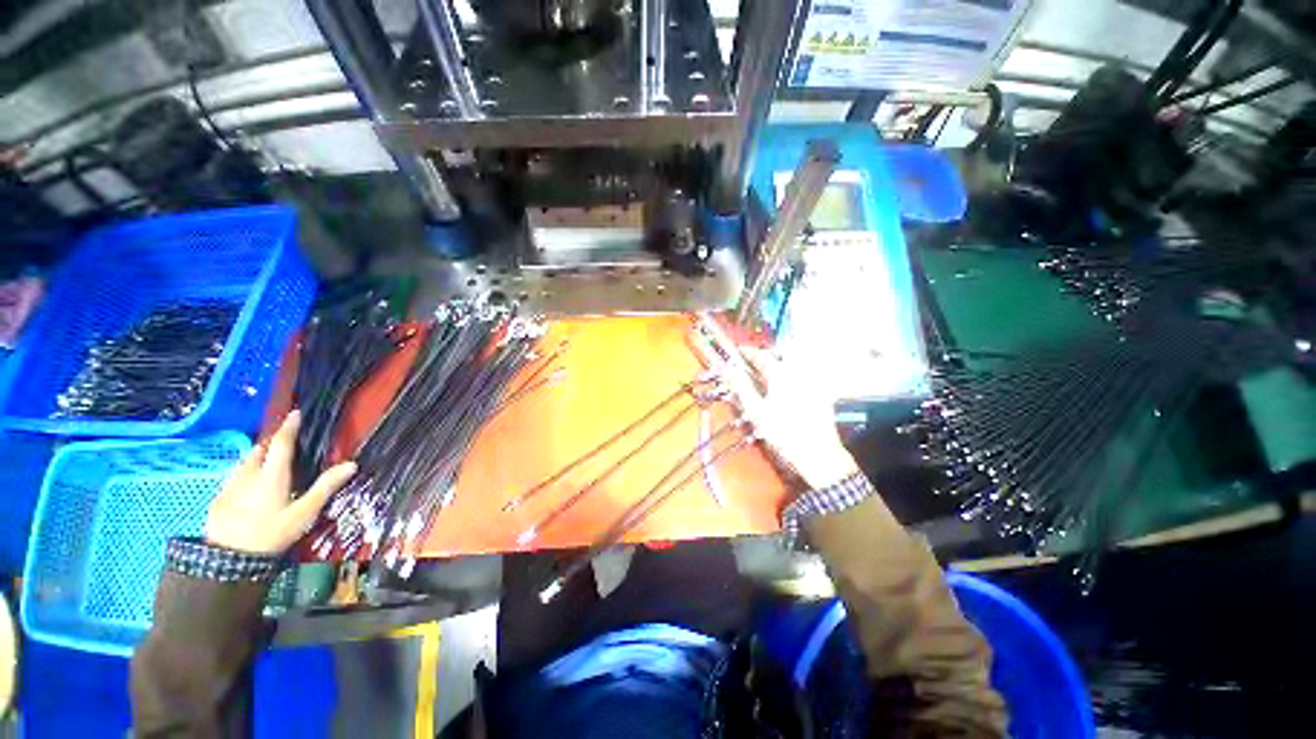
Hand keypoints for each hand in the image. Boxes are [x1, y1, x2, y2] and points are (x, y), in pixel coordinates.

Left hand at [206, 410, 357, 554]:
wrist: (228, 559)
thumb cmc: (271, 533)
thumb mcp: (304, 513)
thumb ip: (325, 487)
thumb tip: (351, 464)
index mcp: (272, 474)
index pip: (281, 442)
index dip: (289, 426)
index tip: (295, 413)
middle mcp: (249, 474)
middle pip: (259, 449)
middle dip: (272, 443)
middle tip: (285, 444)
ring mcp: (230, 486)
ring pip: (244, 462)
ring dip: (257, 457)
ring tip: (268, 462)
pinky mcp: (219, 498)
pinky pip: (234, 477)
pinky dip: (245, 473)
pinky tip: (249, 487)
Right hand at [722, 349, 859, 489]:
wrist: (817, 453)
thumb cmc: (783, 433)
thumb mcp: (756, 411)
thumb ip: (742, 387)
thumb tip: (730, 370)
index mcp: (781, 375)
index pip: (761, 355)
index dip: (748, 352)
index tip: (738, 352)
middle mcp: (797, 373)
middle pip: (777, 358)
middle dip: (761, 358)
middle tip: (748, 363)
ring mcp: (811, 383)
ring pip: (789, 367)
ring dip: (774, 367)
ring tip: (762, 376)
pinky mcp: (819, 393)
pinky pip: (800, 377)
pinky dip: (787, 377)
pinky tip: (781, 390)